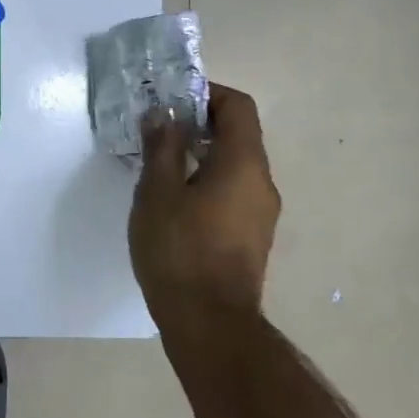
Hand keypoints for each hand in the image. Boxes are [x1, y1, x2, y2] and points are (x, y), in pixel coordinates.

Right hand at [128, 84, 280, 318]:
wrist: (209, 323)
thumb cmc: (179, 250)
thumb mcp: (157, 192)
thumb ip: (162, 147)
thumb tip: (163, 114)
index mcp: (243, 164)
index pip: (238, 107)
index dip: (207, 94)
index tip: (171, 101)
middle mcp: (261, 183)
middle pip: (238, 134)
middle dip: (198, 123)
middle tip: (158, 130)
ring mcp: (261, 213)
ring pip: (234, 165)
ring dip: (201, 153)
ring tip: (160, 164)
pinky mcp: (251, 236)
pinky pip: (233, 190)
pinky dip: (207, 180)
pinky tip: (174, 200)